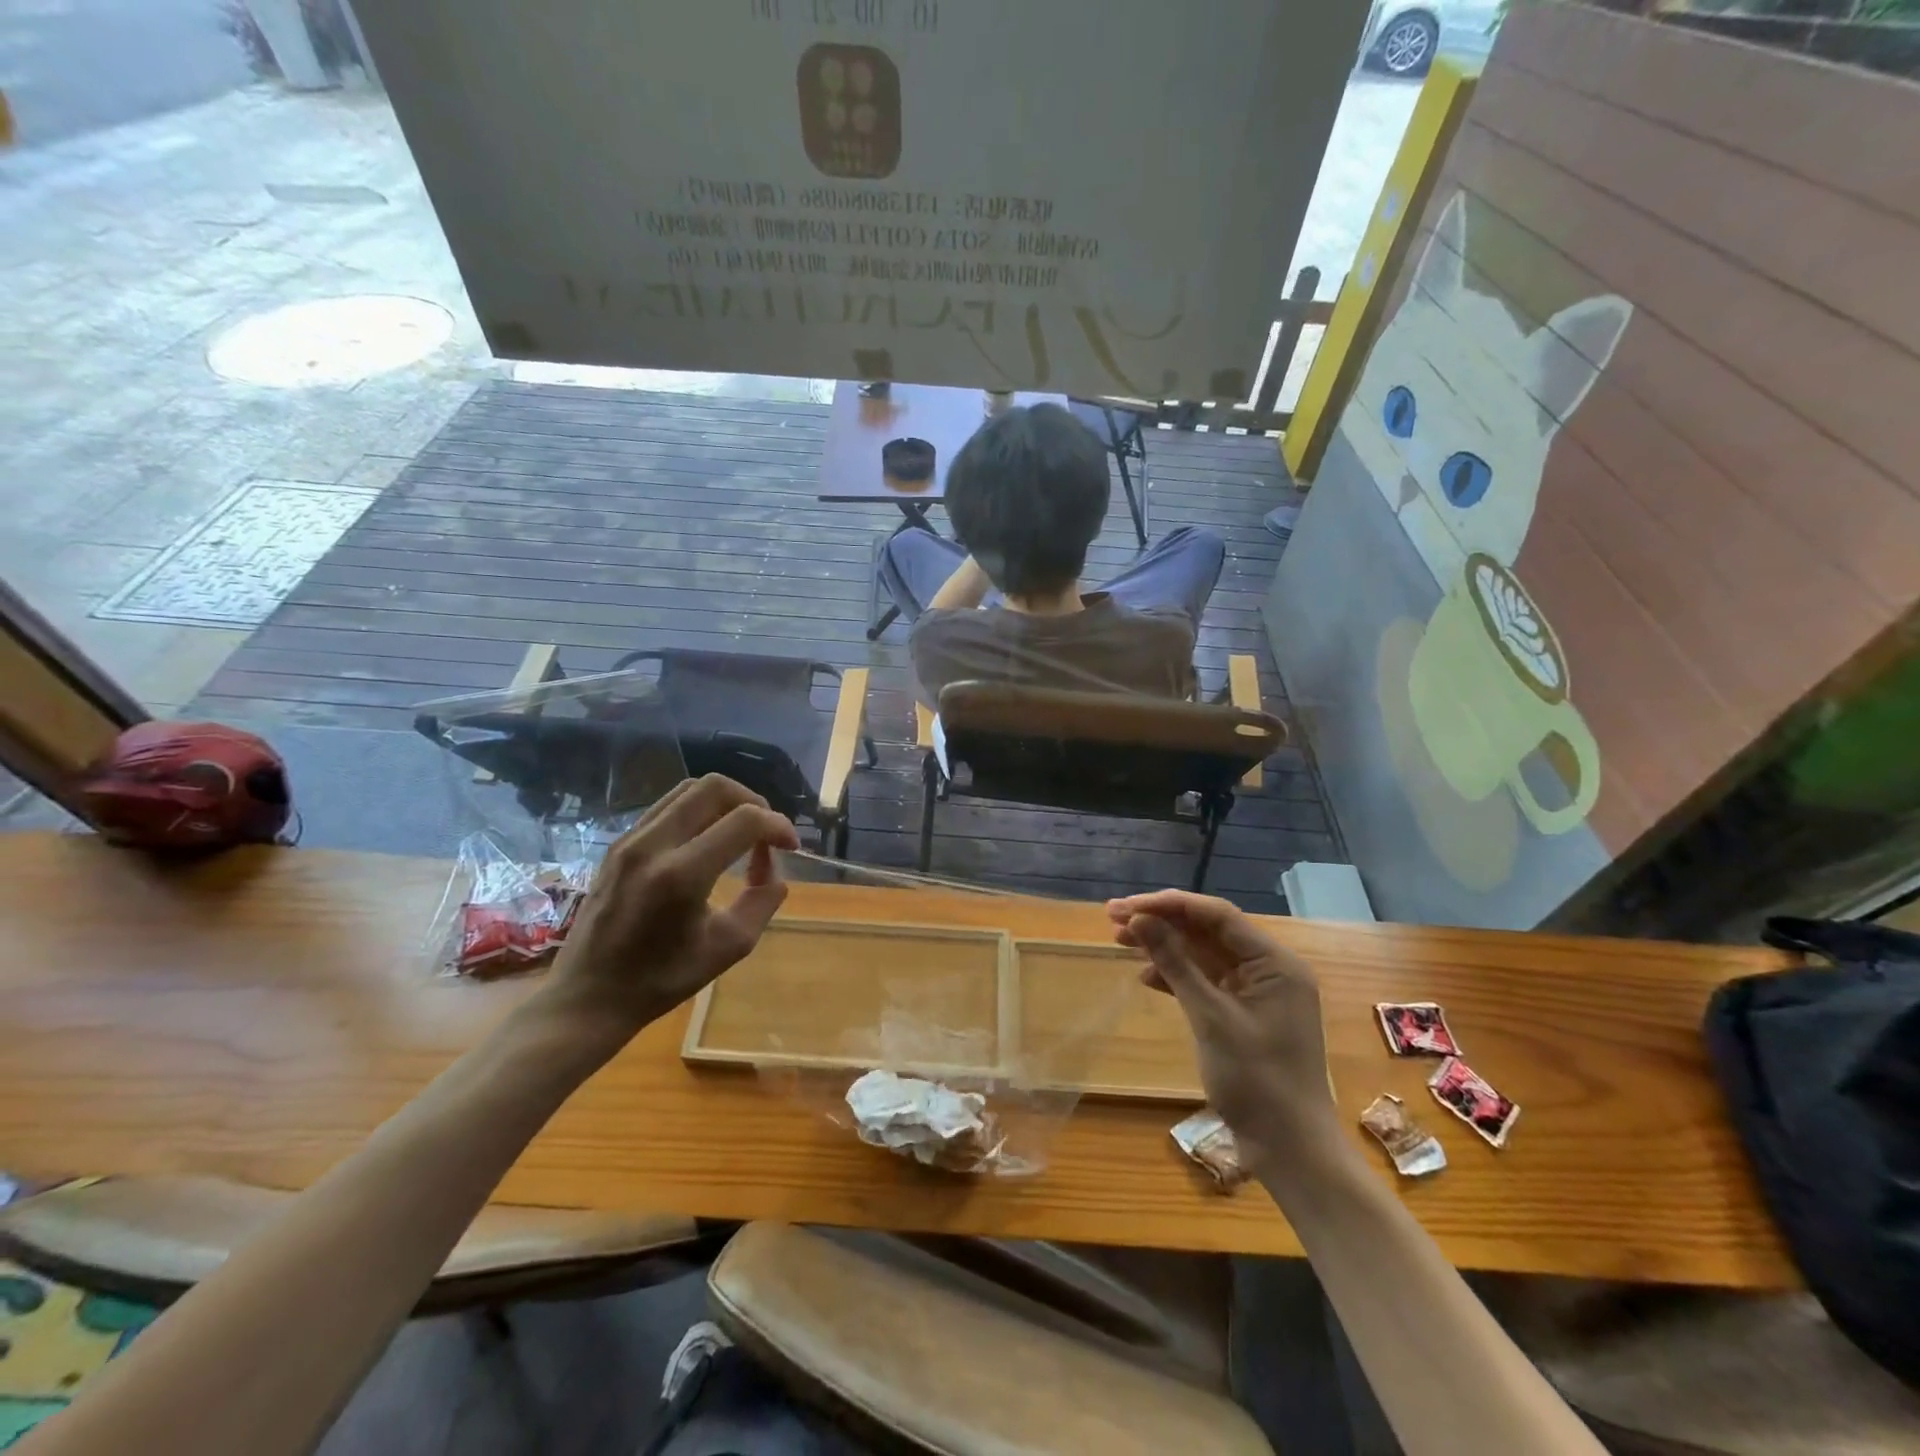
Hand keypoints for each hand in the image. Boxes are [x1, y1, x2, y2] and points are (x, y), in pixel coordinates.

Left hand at [539, 775, 799, 1042]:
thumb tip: (774, 869)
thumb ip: (763, 901)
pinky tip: (709, 840)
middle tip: (767, 832)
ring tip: (741, 832)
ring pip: (690, 789)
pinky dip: (700, 810)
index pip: (744, 820)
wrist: (588, 997)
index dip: (778, 825)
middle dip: (754, 802)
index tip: (791, 846)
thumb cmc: (661, 980)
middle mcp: (653, 845)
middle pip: (716, 787)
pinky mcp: (619, 843)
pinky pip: (668, 806)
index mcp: (681, 875)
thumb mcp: (728, 947)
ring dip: (726, 802)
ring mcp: (630, 839)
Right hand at [1108, 890, 1335, 1161]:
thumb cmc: (1257, 1081)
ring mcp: (1256, 992)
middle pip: (1208, 930)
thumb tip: (1140, 920)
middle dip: (1162, 921)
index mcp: (1274, 962)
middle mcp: (1268, 969)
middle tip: (1112, 917)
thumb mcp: (1211, 1018)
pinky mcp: (1243, 1013)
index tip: (1126, 907)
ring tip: (1120, 940)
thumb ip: (1175, 963)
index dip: (1168, 905)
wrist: (1290, 1151)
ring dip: (1164, 946)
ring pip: (1203, 953)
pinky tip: (1146, 977)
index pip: (1217, 915)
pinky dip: (1176, 975)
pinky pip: (1206, 980)